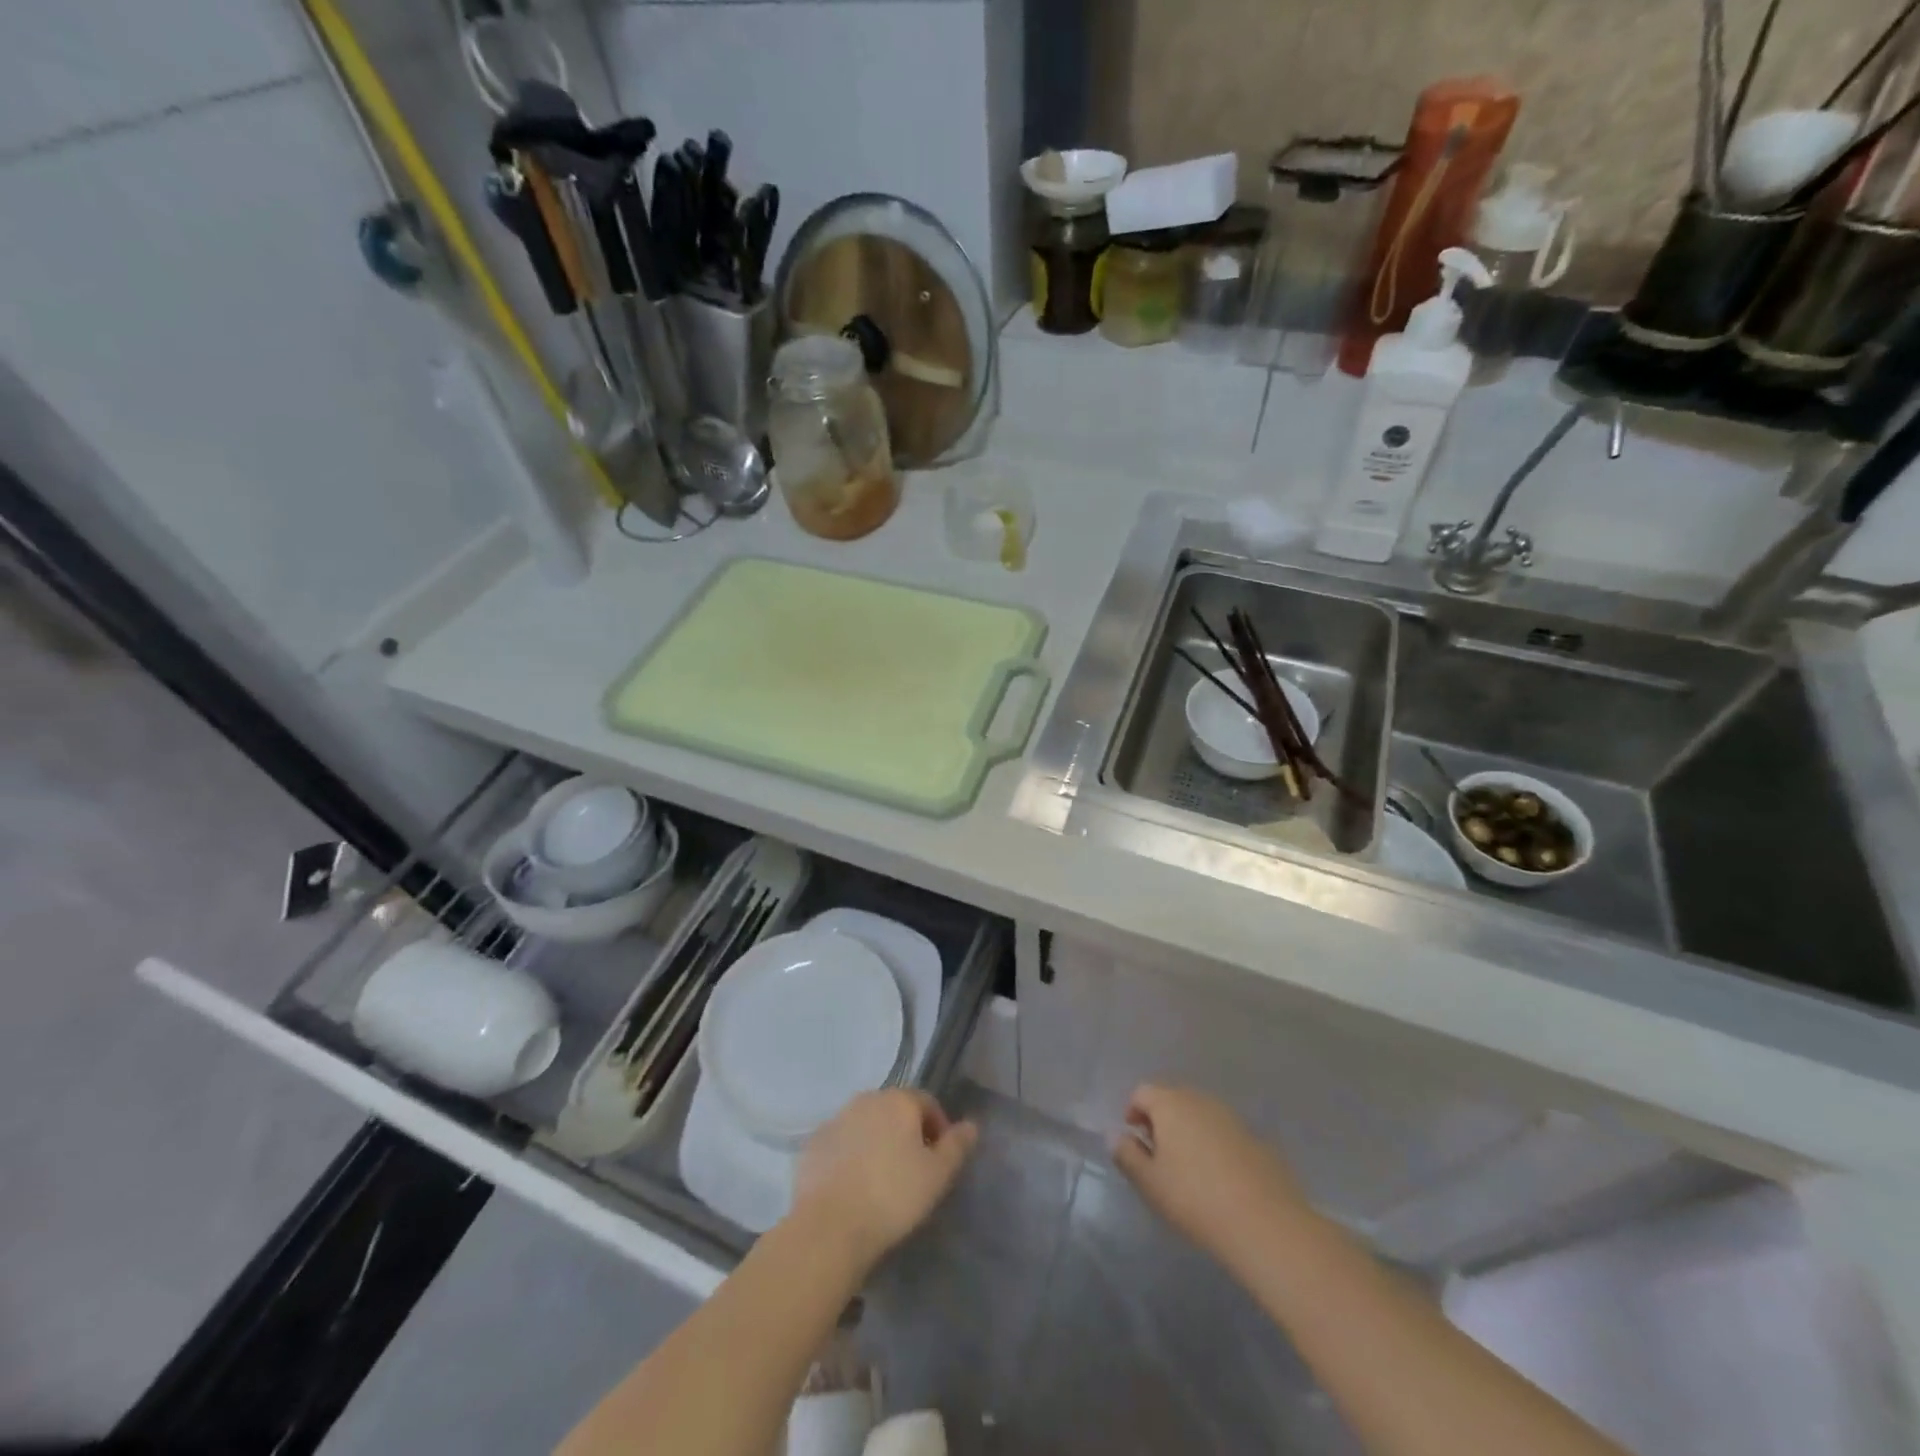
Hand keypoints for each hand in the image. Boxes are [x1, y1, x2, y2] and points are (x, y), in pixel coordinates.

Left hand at [790, 1090, 977, 1273]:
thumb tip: (971, 1125)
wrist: (829, 1227)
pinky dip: (851, 1156)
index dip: (939, 1127)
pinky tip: (853, 1187)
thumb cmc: (892, 1196)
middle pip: (894, 1110)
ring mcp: (836, 1119)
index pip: (927, 1102)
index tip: (941, 1159)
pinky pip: (841, 1143)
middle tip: (913, 1170)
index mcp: (898, 1100)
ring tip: (882, 1180)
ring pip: (866, 1125)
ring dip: (877, 1142)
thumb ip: (957, 1146)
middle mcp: (866, 1099)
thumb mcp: (937, 1175)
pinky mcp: (813, 1144)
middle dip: (907, 1133)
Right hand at [1111, 1083, 1306, 1267]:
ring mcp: (1231, 1117)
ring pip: (1200, 1115)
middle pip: (1172, 1099)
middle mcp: (1200, 1100)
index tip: (1134, 1141)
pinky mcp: (1256, 1139)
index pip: (1142, 1092)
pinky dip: (1214, 1146)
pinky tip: (1219, 1179)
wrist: (1265, 1224)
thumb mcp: (1149, 1183)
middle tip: (1158, 1156)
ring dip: (1188, 1132)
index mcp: (1170, 1104)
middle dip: (1161, 1121)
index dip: (1132, 1112)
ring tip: (1188, 1169)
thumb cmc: (1194, 1200)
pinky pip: (1224, 1133)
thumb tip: (1115, 1135)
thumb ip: (1126, 1155)